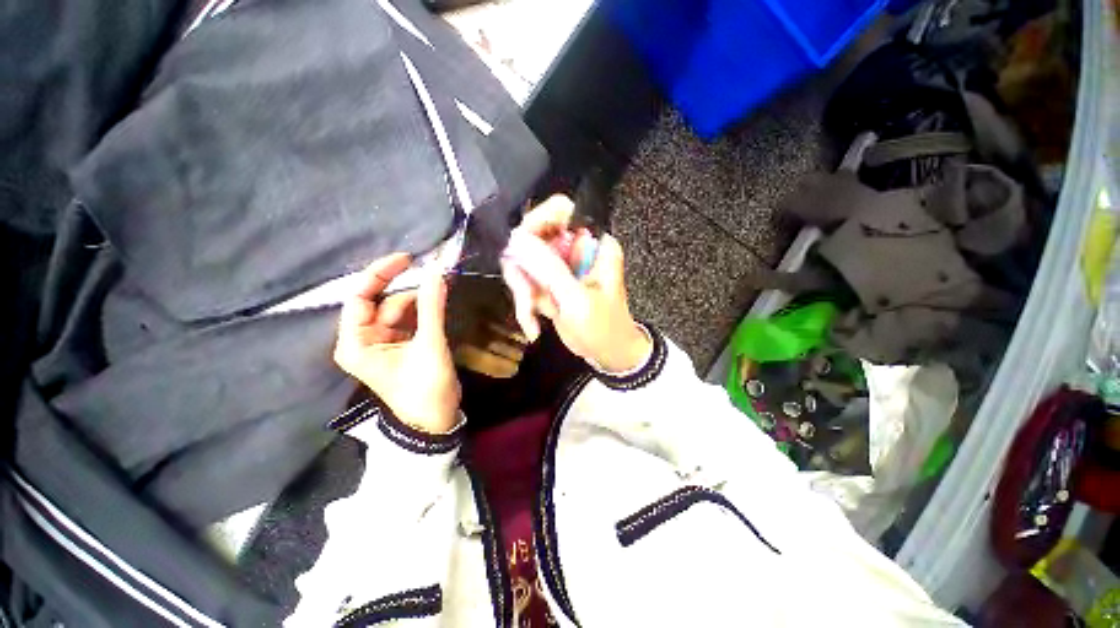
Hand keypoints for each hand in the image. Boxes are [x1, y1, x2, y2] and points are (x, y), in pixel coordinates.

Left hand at [333, 254, 460, 433]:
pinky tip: (440, 305)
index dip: (381, 274)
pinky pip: (410, 319)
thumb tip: (437, 272)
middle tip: (440, 279)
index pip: (359, 297)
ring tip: (445, 294)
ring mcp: (383, 342)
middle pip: (383, 302)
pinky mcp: (400, 345)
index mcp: (356, 343)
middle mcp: (364, 339)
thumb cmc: (425, 389)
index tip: (408, 258)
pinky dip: (424, 310)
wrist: (435, 420)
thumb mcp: (429, 346)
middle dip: (411, 290)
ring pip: (400, 309)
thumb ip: (431, 308)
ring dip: (421, 300)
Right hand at [502, 197, 651, 372]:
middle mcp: (575, 249)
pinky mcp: (550, 283)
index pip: (561, 210)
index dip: (536, 222)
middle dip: (525, 270)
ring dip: (523, 292)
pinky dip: (525, 305)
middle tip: (527, 297)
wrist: (609, 354)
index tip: (519, 249)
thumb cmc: (604, 328)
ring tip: (532, 317)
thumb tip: (517, 239)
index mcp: (593, 244)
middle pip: (534, 237)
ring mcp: (561, 266)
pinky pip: (526, 282)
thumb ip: (550, 269)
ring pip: (524, 262)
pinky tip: (534, 325)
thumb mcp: (577, 300)